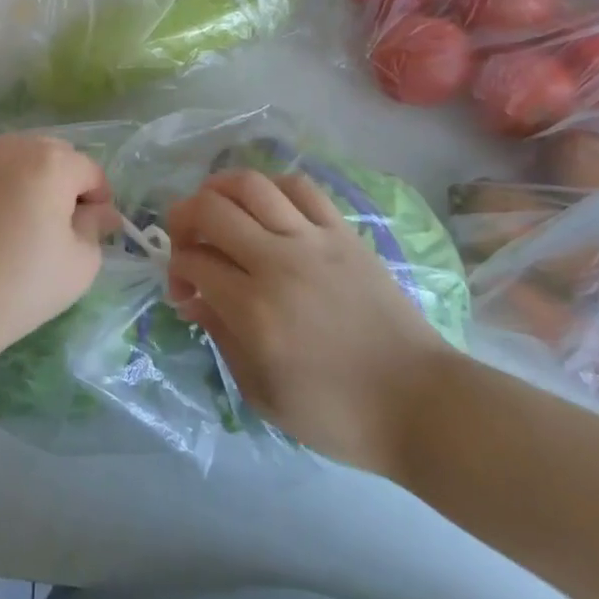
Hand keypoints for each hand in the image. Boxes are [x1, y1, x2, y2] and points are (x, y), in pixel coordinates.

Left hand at [0, 132, 117, 356]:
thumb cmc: (22, 283)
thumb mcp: (80, 263)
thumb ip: (95, 227)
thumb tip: (99, 212)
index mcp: (52, 162)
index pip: (90, 171)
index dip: (99, 200)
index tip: (95, 231)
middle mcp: (16, 147)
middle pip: (55, 154)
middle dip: (67, 181)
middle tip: (64, 224)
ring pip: (22, 156)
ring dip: (35, 178)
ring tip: (30, 220)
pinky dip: (5, 184)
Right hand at [165, 167, 455, 480]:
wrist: (422, 405)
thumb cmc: (338, 414)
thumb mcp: (263, 394)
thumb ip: (220, 338)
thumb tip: (192, 298)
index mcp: (255, 311)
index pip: (194, 261)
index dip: (176, 270)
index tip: (184, 291)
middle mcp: (278, 263)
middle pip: (211, 209)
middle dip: (183, 219)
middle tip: (187, 243)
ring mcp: (314, 241)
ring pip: (250, 184)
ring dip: (219, 189)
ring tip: (216, 209)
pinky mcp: (344, 233)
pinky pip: (300, 187)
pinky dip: (271, 187)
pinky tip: (265, 207)